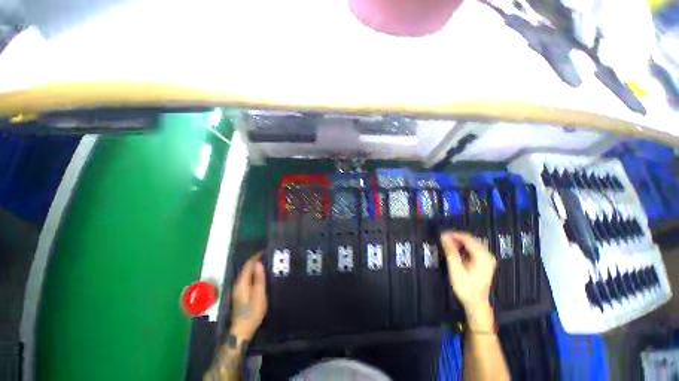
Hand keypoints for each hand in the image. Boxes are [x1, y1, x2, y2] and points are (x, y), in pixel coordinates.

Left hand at [229, 253, 266, 339]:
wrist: (242, 330)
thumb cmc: (252, 312)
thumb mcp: (259, 294)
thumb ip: (259, 278)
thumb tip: (258, 263)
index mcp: (242, 282)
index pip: (248, 264)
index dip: (256, 256)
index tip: (266, 250)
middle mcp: (238, 283)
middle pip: (246, 267)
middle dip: (256, 260)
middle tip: (268, 255)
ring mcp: (238, 289)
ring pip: (246, 272)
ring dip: (255, 266)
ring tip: (266, 262)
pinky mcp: (241, 293)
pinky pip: (247, 277)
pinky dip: (254, 272)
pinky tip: (260, 274)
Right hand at [441, 231, 496, 329]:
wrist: (476, 304)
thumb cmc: (466, 287)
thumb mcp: (455, 269)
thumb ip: (450, 251)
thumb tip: (444, 236)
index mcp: (483, 256)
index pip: (467, 238)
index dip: (454, 234)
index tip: (442, 234)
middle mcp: (488, 255)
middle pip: (470, 240)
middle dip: (456, 237)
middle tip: (443, 239)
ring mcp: (487, 259)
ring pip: (472, 243)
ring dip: (459, 242)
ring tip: (447, 244)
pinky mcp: (484, 262)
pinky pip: (473, 249)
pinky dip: (463, 247)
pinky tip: (456, 250)